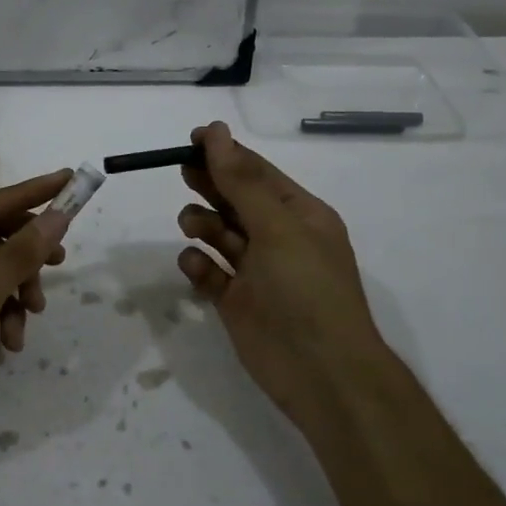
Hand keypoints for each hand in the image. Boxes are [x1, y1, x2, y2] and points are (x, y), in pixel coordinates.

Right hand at [175, 122, 391, 431]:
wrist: (322, 373)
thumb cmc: (306, 289)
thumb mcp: (277, 227)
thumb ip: (242, 181)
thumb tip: (216, 132)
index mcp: (299, 214)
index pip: (257, 172)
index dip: (225, 153)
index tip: (190, 139)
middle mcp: (277, 238)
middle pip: (234, 199)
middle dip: (210, 185)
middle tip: (183, 173)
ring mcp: (255, 271)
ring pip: (218, 233)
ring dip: (202, 224)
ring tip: (193, 227)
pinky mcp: (235, 302)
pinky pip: (209, 272)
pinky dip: (199, 265)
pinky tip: (198, 267)